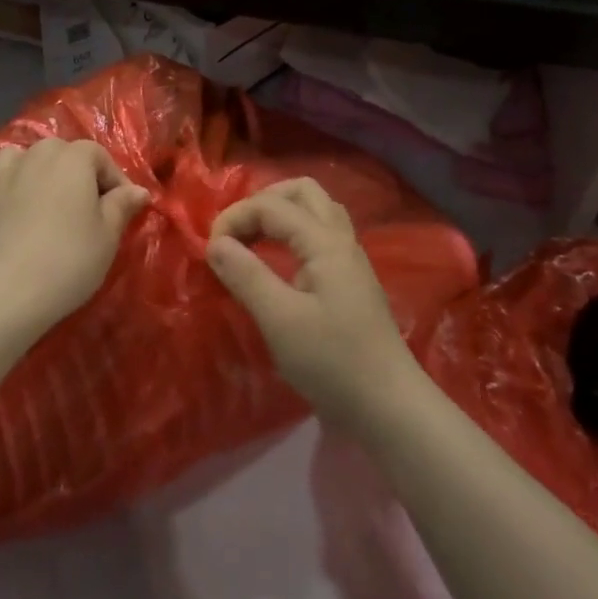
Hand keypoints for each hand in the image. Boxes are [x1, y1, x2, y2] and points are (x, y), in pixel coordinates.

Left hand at [0, 138, 148, 346]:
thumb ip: (122, 206)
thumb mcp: (108, 237)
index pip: (98, 156)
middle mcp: (29, 158)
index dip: (114, 180)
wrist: (7, 298)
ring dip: (26, 169)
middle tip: (86, 208)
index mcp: (69, 160)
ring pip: (10, 158)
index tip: (123, 209)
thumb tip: (137, 190)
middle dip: (74, 172)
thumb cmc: (68, 263)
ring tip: (38, 196)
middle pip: (56, 152)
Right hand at [206, 179, 417, 425]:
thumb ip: (246, 275)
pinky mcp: (350, 281)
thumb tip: (215, 243)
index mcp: (325, 242)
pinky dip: (292, 234)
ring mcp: (349, 260)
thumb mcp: (280, 320)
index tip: (209, 250)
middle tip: (235, 232)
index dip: (235, 217)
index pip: (272, 205)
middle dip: (262, 202)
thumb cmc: (332, 362)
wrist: (388, 406)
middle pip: (302, 192)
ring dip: (279, 215)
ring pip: (315, 211)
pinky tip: (276, 262)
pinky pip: (319, 235)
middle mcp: (341, 240)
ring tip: (251, 241)